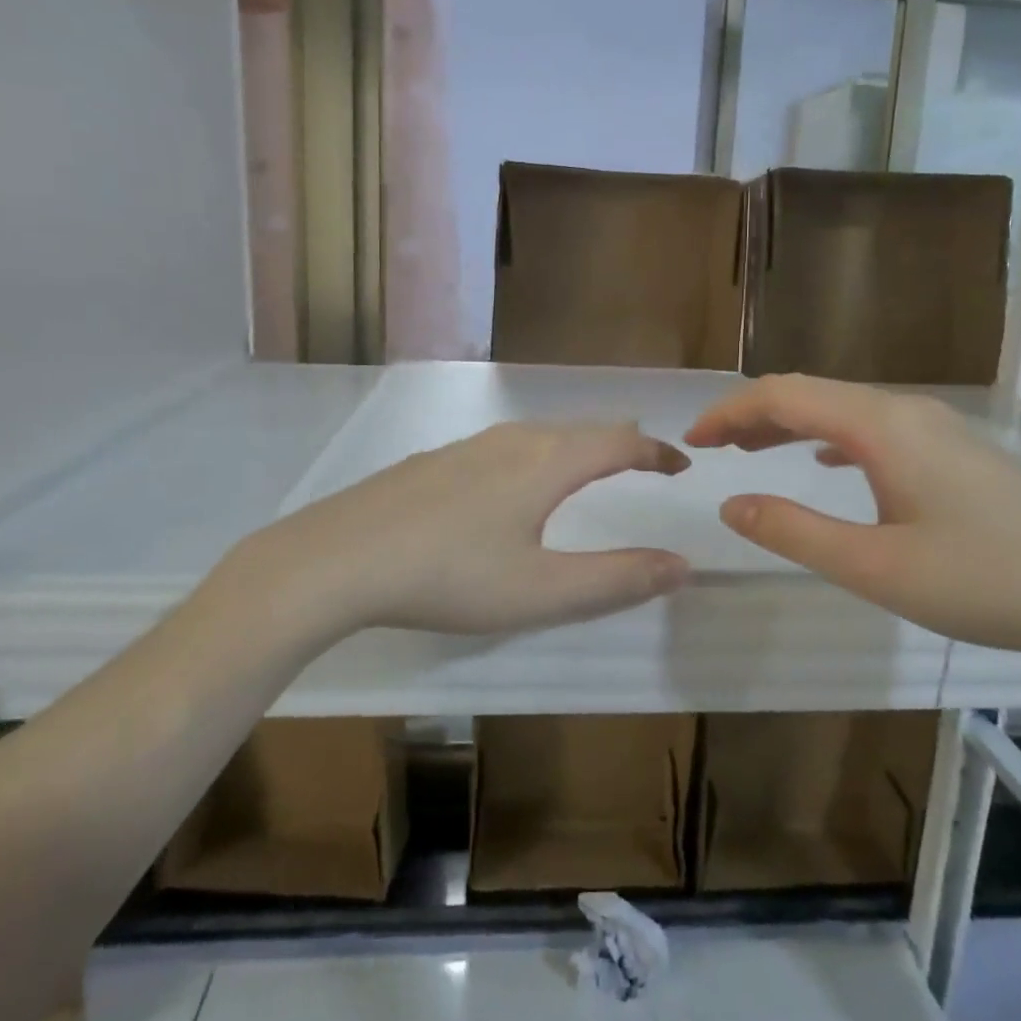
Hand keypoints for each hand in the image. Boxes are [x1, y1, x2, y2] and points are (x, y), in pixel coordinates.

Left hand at [230, 421, 691, 637]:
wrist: (337, 558)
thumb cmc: (449, 577)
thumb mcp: (541, 591)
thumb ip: (616, 580)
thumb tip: (682, 565)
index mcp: (547, 463)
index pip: (620, 443)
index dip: (657, 452)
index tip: (682, 465)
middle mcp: (513, 440)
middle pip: (582, 430)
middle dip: (621, 444)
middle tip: (644, 463)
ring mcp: (468, 446)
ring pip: (541, 434)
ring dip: (578, 447)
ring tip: (589, 468)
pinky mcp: (435, 461)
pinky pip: (506, 446)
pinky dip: (538, 456)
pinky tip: (514, 484)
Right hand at [684, 375, 1020, 669]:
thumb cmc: (991, 581)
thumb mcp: (877, 568)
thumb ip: (795, 532)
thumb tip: (732, 506)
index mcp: (880, 427)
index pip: (783, 395)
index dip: (730, 411)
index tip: (692, 441)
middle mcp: (906, 411)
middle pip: (810, 393)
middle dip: (752, 414)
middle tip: (711, 448)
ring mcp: (937, 428)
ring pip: (842, 410)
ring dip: (789, 424)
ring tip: (751, 452)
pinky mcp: (956, 451)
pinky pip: (872, 428)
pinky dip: (828, 438)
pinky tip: (824, 463)